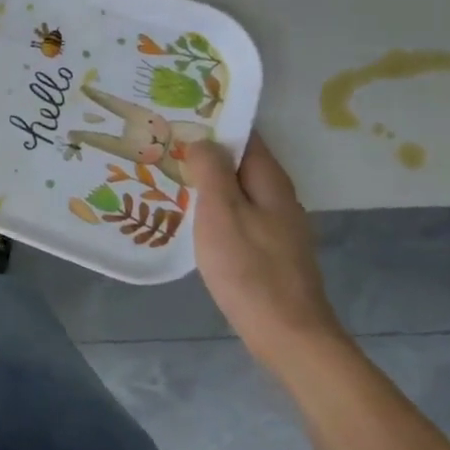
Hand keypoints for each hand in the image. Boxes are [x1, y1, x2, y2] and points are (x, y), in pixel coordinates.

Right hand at [184, 133, 348, 372]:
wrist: (287, 334)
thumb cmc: (249, 269)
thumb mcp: (221, 213)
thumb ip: (211, 171)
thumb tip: (203, 140)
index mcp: (270, 182)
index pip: (246, 136)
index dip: (215, 122)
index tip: (178, 115)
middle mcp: (278, 197)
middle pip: (241, 162)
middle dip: (206, 151)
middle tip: (162, 144)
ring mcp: (276, 226)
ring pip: (237, 189)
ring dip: (207, 180)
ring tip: (168, 174)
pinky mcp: (268, 250)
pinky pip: (237, 214)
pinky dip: (214, 207)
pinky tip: (189, 215)